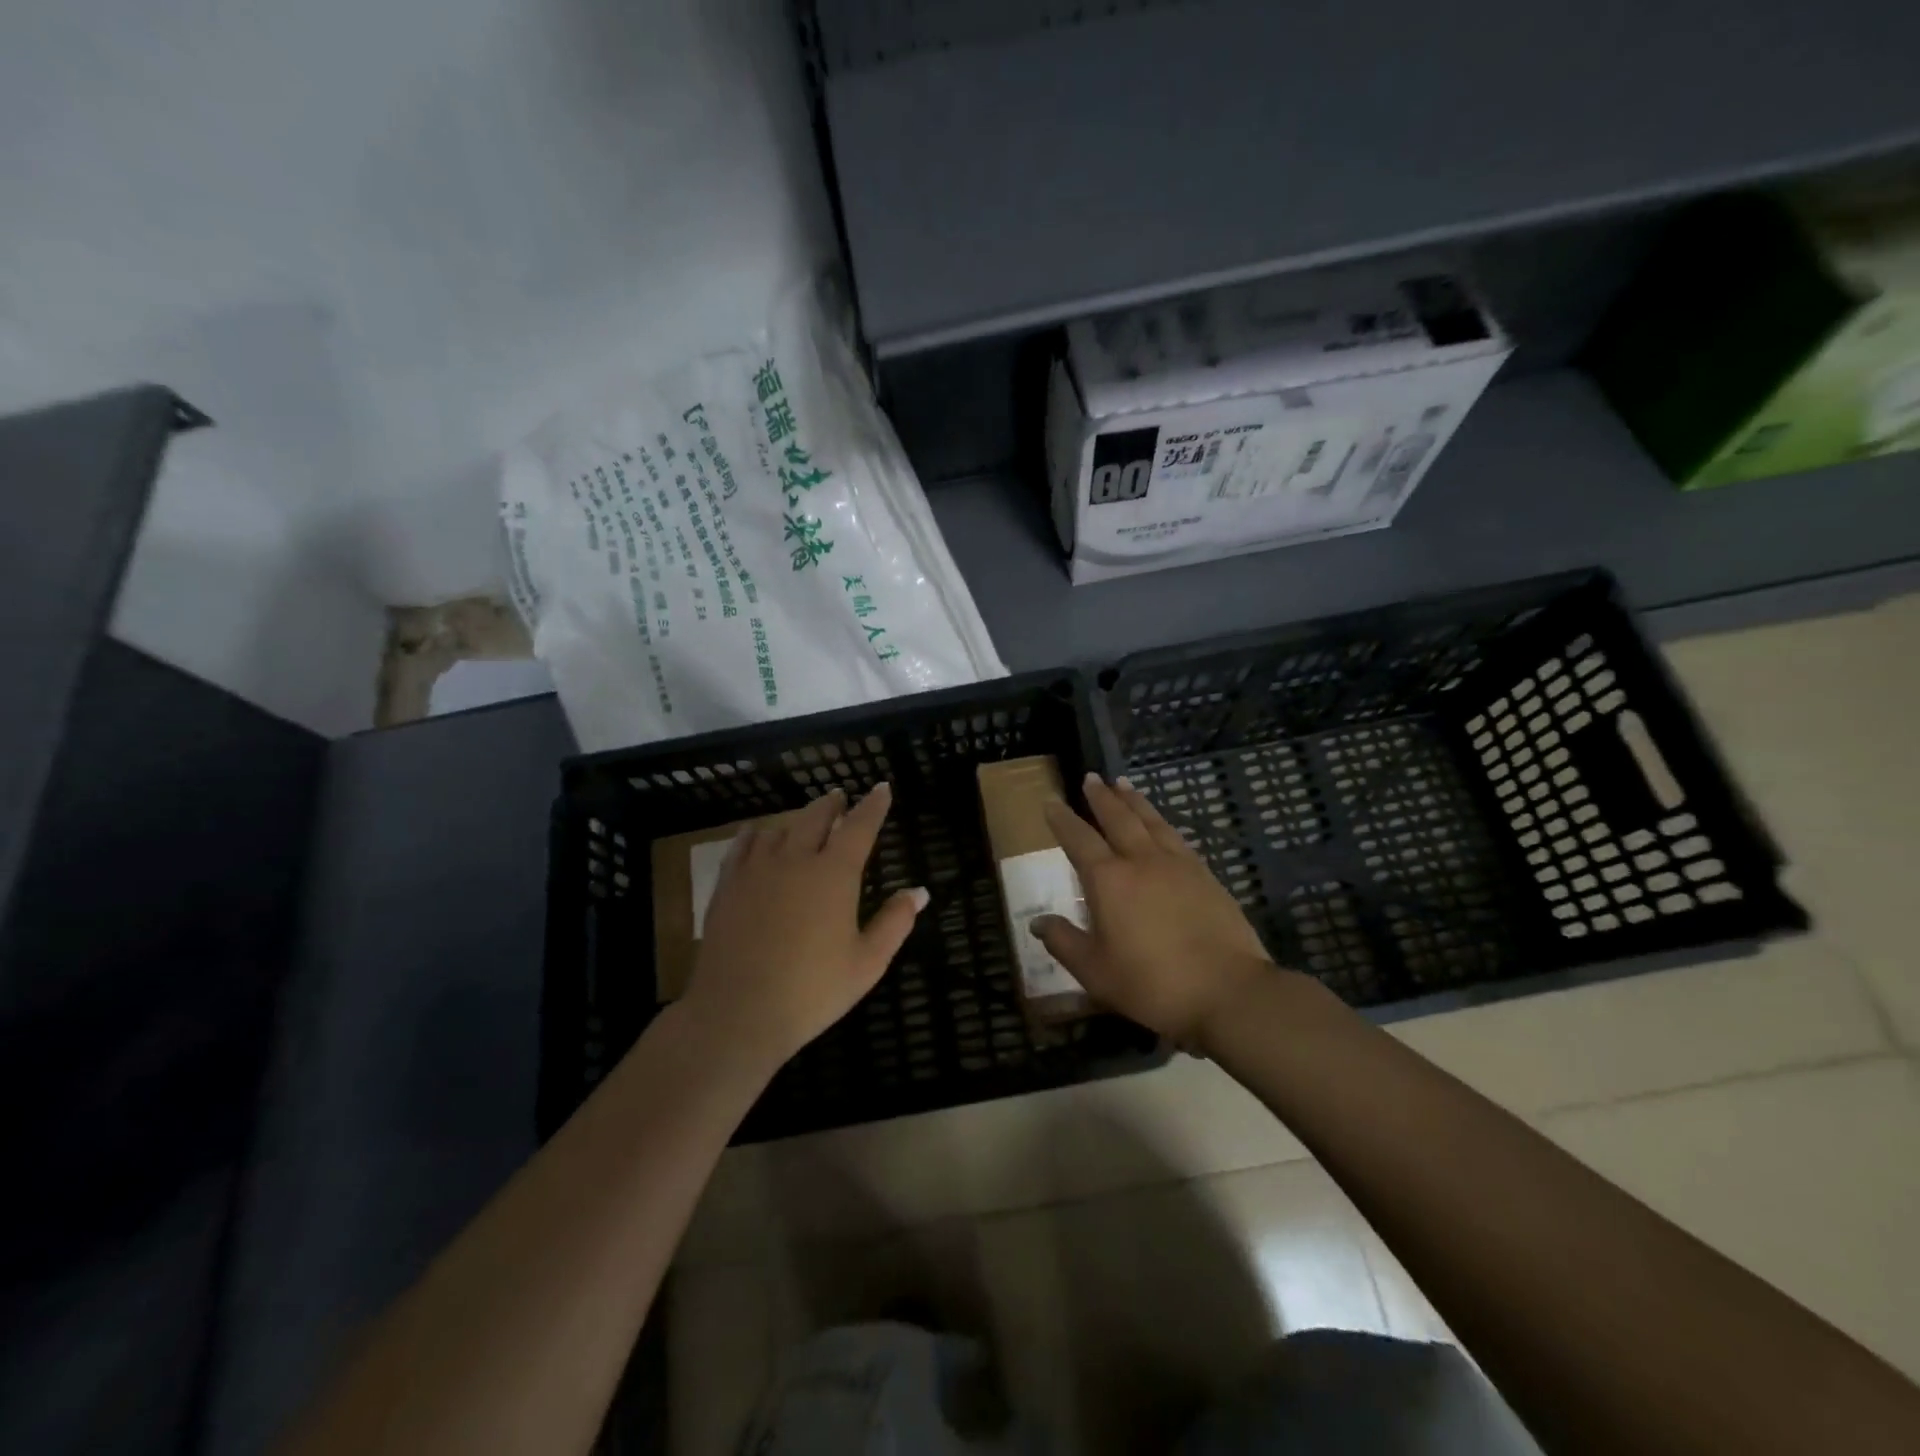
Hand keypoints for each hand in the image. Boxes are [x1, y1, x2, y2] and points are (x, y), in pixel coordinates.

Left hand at [684, 783, 926, 1069]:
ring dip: (797, 819)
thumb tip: (919, 891)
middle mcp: (795, 860)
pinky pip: (743, 844)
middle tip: (841, 799)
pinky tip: (759, 835)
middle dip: (832, 804)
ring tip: (805, 822)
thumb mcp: (867, 963)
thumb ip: (895, 922)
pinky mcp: (727, 885)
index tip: (881, 788)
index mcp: (834, 874)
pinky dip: (758, 833)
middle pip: (815, 816)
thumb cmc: (811, 991)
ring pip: (779, 827)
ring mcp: (756, 870)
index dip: (873, 805)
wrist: (737, 1013)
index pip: (859, 826)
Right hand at [1034, 774, 1274, 1048]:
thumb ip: (1064, 942)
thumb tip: (1037, 921)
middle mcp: (1142, 860)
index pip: (1079, 839)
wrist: (1228, 991)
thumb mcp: (1095, 972)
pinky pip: (1177, 837)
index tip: (1051, 801)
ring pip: (1151, 821)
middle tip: (1091, 778)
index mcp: (1109, 880)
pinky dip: (1162, 823)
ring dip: (1134, 800)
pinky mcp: (1206, 875)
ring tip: (1123, 784)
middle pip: (1118, 818)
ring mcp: (1179, 864)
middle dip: (1101, 797)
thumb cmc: (1153, 983)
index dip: (1062, 819)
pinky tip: (1162, 825)